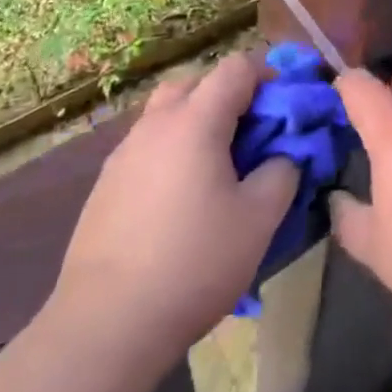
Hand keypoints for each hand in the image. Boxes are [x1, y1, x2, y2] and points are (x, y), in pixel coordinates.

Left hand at [52, 53, 296, 353]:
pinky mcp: (106, 183)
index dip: (266, 75)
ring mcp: (125, 152)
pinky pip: (148, 144)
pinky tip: (180, 196)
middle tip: (251, 132)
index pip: (236, 67)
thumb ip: (283, 171)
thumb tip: (285, 153)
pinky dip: (171, 149)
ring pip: (167, 112)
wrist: (106, 324)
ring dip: (197, 120)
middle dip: (229, 94)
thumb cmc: (194, 263)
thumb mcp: (259, 220)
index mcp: (196, 120)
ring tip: (217, 165)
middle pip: (196, 81)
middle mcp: (156, 123)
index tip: (284, 104)